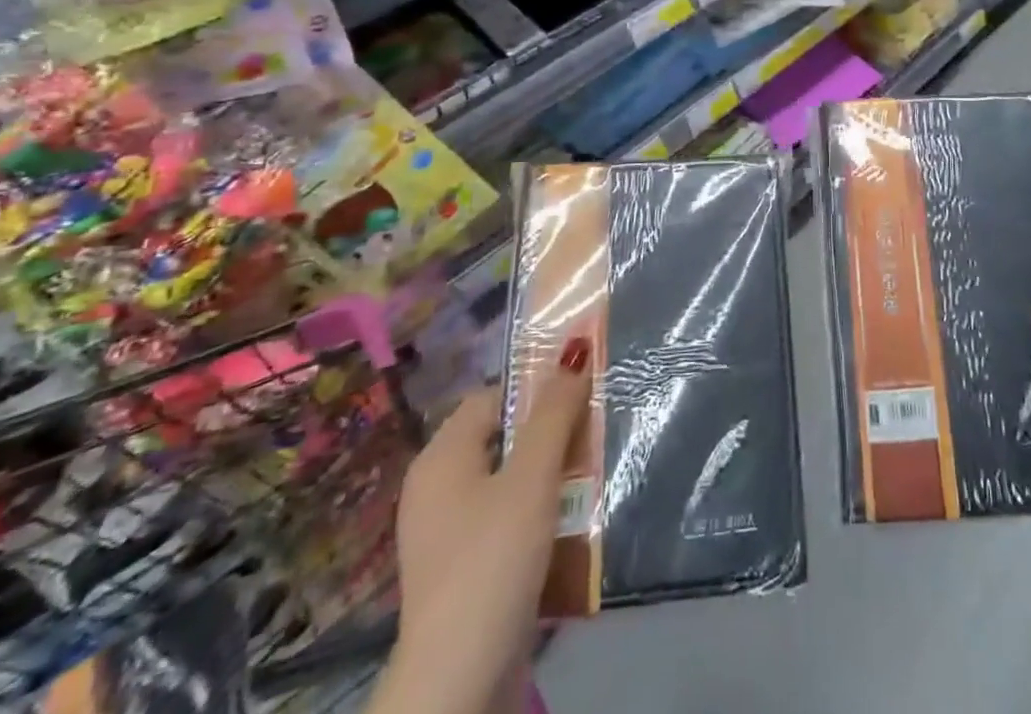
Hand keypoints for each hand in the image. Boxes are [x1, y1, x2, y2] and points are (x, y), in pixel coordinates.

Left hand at [374, 341, 589, 713]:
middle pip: (502, 436)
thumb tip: (573, 351)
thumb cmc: (493, 560)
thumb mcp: (532, 478)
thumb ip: (554, 414)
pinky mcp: (463, 570)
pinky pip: (505, 519)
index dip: (537, 388)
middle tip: (595, 431)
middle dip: (551, 432)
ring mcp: (447, 533)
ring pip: (509, 479)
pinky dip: (537, 512)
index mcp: (441, 457)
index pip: (494, 396)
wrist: (458, 683)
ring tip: (593, 473)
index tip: (582, 394)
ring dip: (551, 474)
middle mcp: (436, 488)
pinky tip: (571, 521)